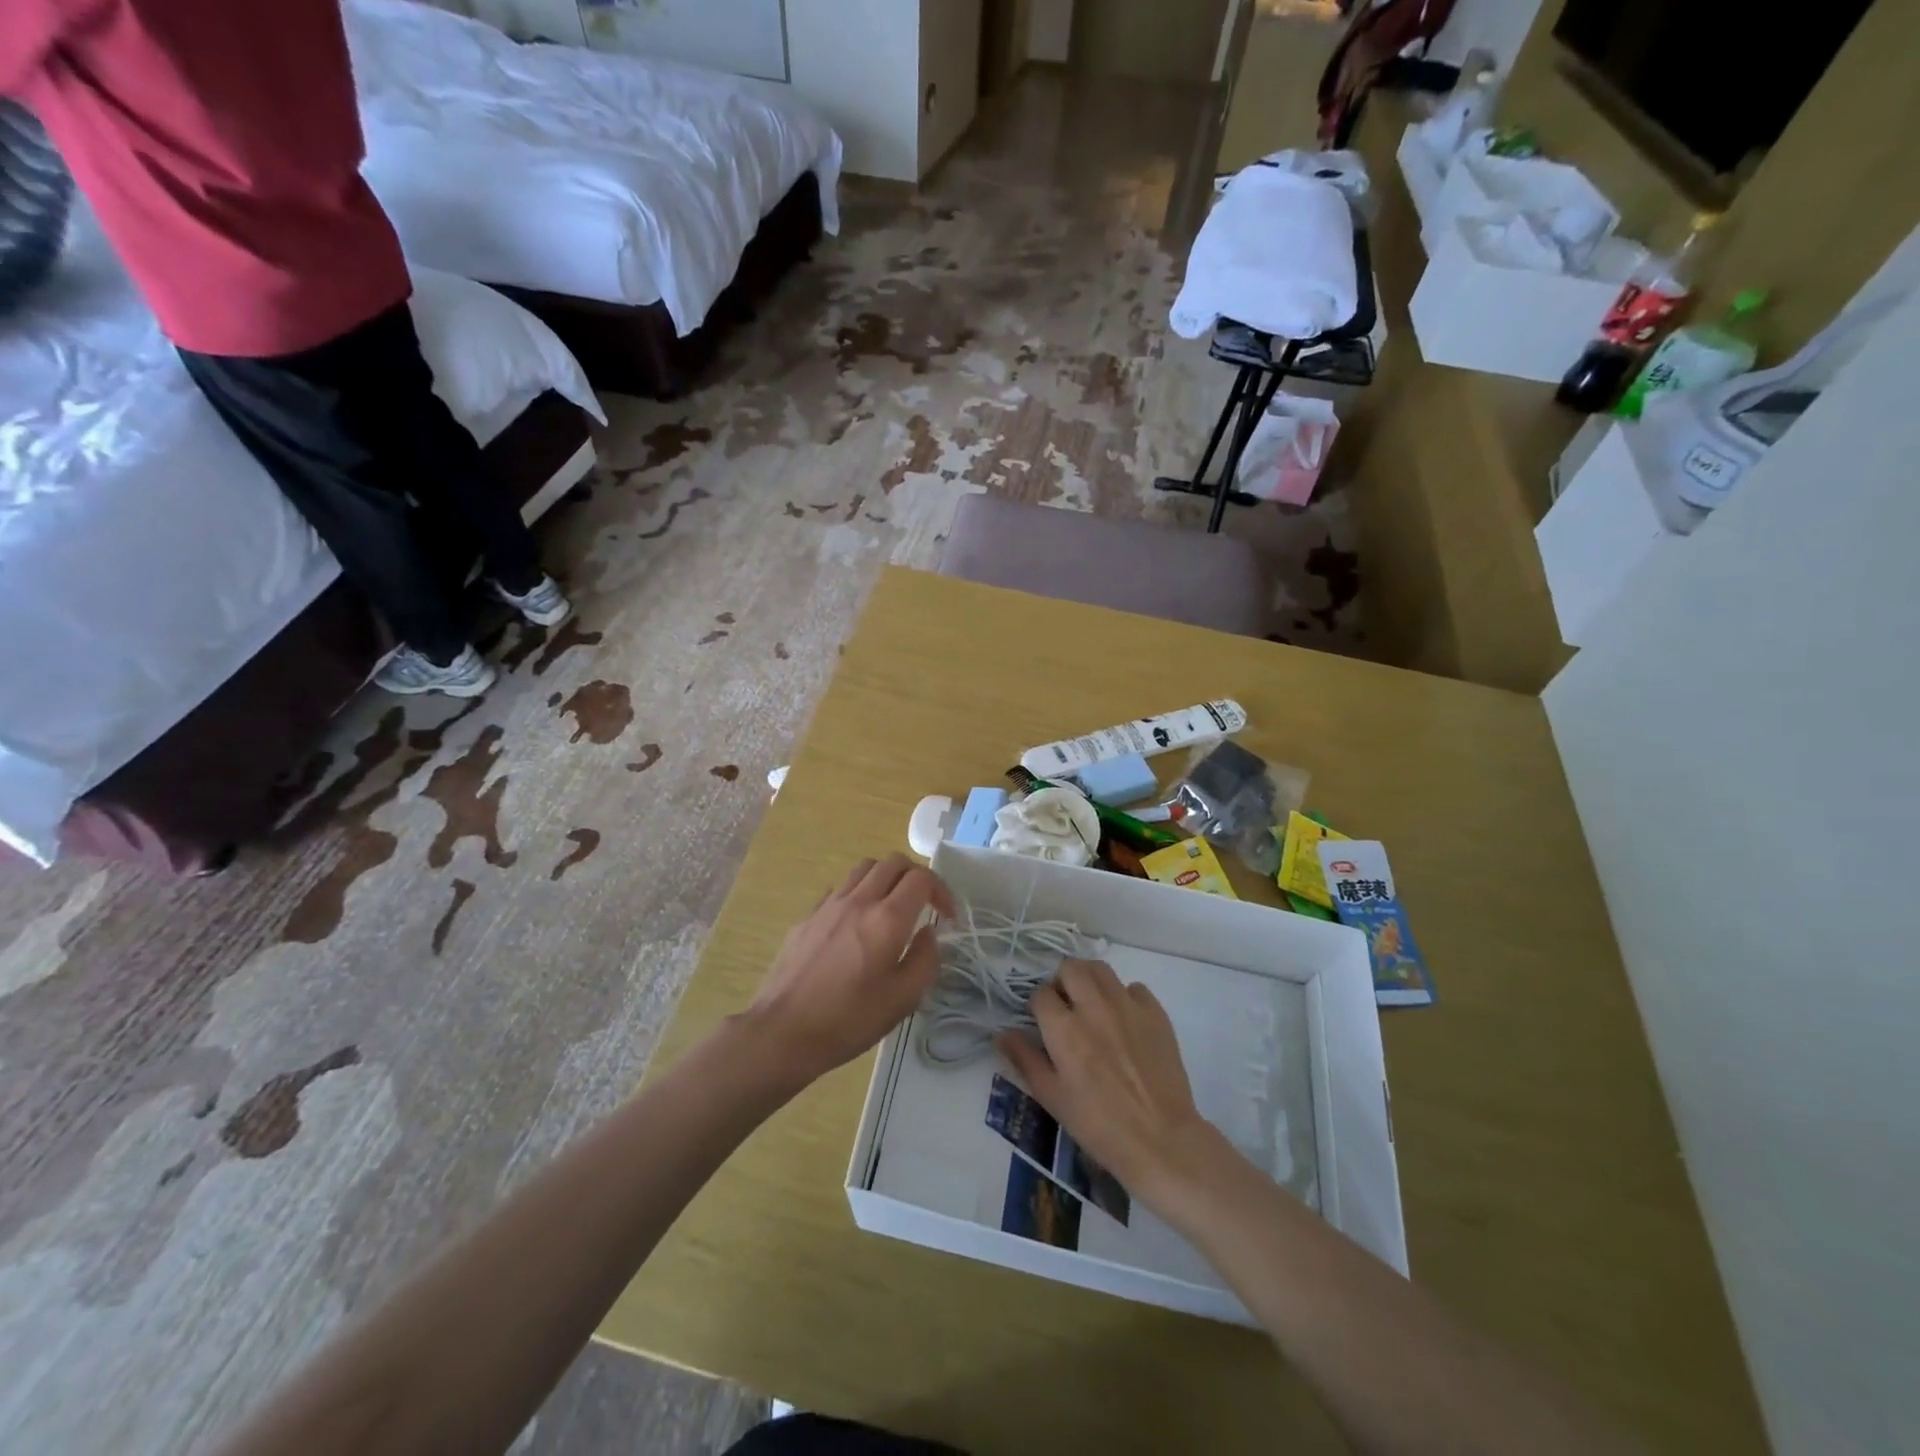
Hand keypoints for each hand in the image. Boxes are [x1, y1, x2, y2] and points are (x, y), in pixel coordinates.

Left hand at [741, 855, 955, 1084]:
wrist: (783, 1031)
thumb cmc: (849, 1020)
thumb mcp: (903, 1000)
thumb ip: (925, 960)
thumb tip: (928, 933)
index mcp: (887, 919)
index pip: (921, 878)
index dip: (941, 890)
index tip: (947, 916)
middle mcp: (859, 900)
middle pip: (893, 862)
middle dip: (916, 876)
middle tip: (924, 904)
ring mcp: (829, 905)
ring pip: (865, 868)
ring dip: (886, 877)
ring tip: (892, 906)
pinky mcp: (808, 916)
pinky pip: (840, 887)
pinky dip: (859, 892)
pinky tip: (857, 921)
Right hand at [997, 959, 1218, 1207]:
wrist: (1160, 1140)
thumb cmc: (1098, 1124)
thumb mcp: (1052, 1097)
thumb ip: (1025, 1059)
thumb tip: (1001, 1033)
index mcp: (1064, 1029)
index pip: (1041, 994)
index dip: (1038, 1006)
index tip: (1043, 1023)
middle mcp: (1094, 1007)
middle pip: (1070, 968)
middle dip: (1062, 982)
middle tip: (1066, 1007)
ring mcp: (1127, 1006)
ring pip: (1101, 969)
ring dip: (1090, 981)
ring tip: (1092, 1005)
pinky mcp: (1156, 1013)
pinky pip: (1134, 988)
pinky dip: (1124, 997)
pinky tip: (1124, 1021)